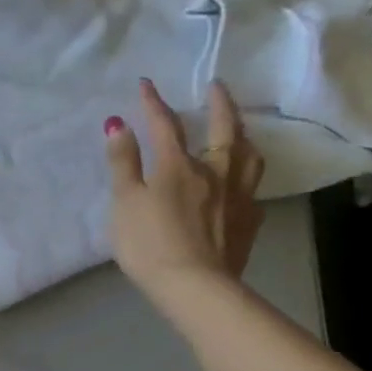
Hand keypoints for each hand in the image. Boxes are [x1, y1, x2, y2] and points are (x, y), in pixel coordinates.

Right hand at [103, 78, 264, 306]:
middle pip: (224, 131)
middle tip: (217, 87)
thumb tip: (118, 124)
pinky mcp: (248, 222)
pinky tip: (240, 184)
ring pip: (248, 156)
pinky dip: (245, 177)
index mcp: (178, 166)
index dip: (154, 103)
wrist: (195, 287)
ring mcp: (237, 197)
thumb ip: (123, 162)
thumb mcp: (125, 201)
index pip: (165, 125)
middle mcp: (214, 173)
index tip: (146, 83)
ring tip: (238, 128)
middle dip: (219, 104)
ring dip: (242, 135)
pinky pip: (252, 189)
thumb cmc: (150, 243)